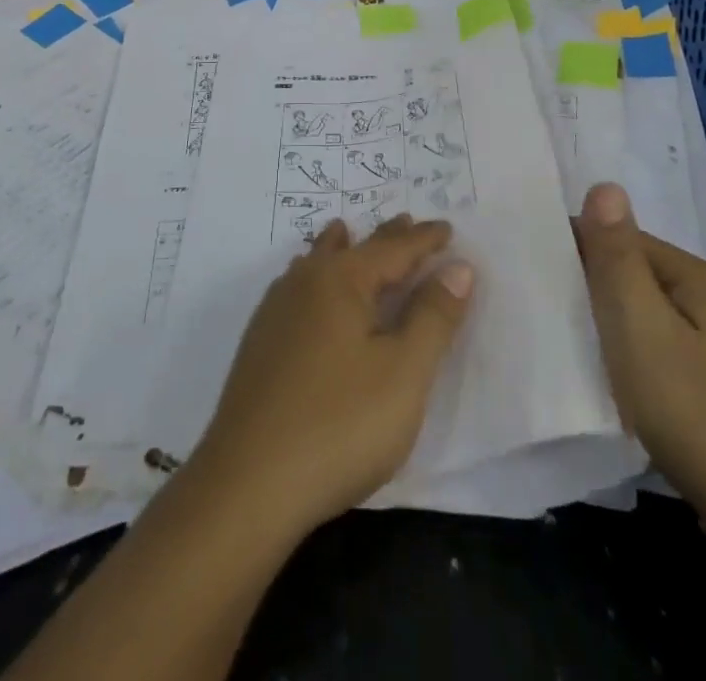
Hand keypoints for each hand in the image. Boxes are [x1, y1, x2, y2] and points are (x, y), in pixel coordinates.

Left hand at [187, 215, 473, 535]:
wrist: (247, 485)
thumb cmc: (339, 424)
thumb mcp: (404, 373)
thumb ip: (434, 316)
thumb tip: (458, 266)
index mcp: (341, 280)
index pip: (393, 249)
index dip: (424, 240)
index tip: (447, 227)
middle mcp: (304, 283)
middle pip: (352, 249)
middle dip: (385, 238)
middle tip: (405, 222)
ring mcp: (275, 313)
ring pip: (315, 264)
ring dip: (341, 249)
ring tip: (346, 232)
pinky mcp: (259, 344)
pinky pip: (297, 289)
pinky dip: (316, 277)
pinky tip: (308, 290)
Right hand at [574, 183, 705, 537]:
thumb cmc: (698, 413)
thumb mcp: (641, 327)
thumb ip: (617, 256)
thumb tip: (605, 184)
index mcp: (701, 279)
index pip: (626, 239)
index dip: (581, 249)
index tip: (538, 270)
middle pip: (644, 278)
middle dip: (599, 287)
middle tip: (550, 309)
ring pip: (658, 320)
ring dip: (619, 326)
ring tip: (577, 345)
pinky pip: (673, 356)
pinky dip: (643, 359)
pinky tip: (626, 385)